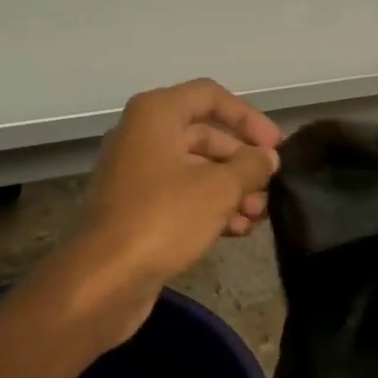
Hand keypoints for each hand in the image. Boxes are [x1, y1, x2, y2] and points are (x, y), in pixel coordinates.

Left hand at [46, 79, 280, 345]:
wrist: (102, 281)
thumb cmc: (163, 218)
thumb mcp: (218, 188)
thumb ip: (250, 166)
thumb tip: (267, 157)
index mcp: (156, 114)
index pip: (211, 96)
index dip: (248, 117)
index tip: (276, 146)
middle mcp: (143, 134)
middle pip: (206, 135)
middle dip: (242, 161)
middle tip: (271, 188)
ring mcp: (137, 173)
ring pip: (196, 169)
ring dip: (231, 189)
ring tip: (259, 216)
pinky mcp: (137, 208)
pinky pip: (182, 195)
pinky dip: (210, 207)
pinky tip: (238, 231)